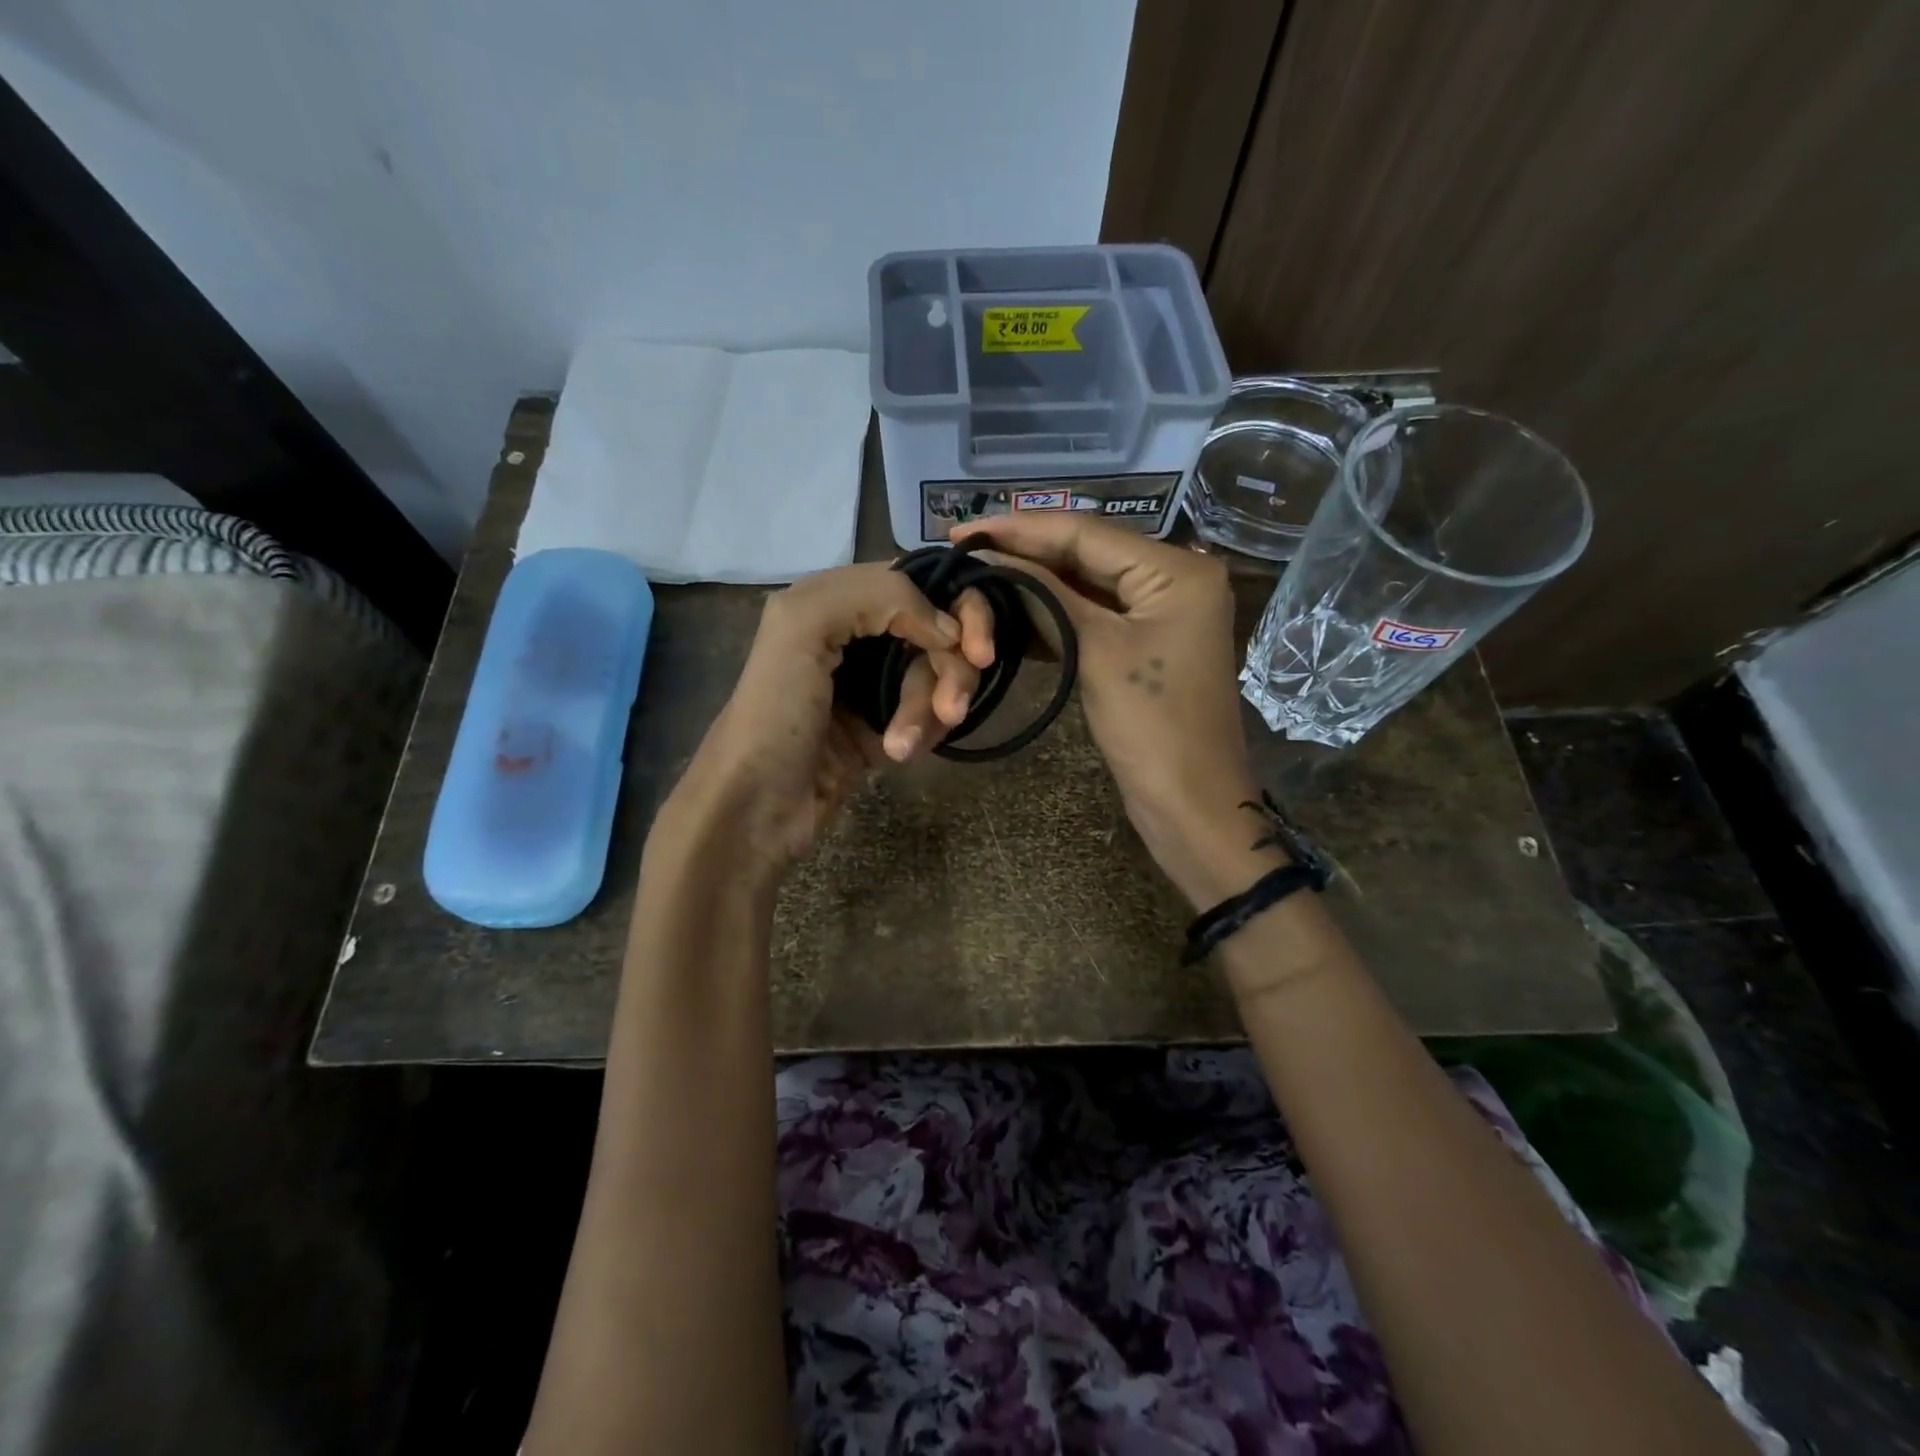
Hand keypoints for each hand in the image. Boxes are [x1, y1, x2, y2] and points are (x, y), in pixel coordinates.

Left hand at [662, 563, 994, 875]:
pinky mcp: (886, 725)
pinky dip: (924, 730)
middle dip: (950, 671)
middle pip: (941, 632)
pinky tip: (898, 754)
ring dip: (929, 710)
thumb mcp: (803, 626)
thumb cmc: (774, 711)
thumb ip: (877, 595)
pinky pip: (930, 714)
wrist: (755, 805)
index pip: (921, 582)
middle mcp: (860, 633)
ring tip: (900, 747)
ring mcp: (875, 681)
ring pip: (938, 676)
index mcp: (837, 598)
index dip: (960, 610)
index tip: (975, 652)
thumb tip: (948, 627)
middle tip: (951, 710)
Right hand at [955, 515, 1280, 905]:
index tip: (962, 528)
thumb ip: (1046, 597)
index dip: (1020, 529)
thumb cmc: (1152, 727)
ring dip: (1034, 582)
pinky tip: (1009, 608)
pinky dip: (1052, 614)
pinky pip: (1092, 616)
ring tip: (977, 571)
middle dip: (1025, 551)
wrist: (1191, 804)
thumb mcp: (1096, 652)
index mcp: (1177, 569)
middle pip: (1087, 554)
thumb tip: (991, 559)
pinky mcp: (1144, 645)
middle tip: (963, 547)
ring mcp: (1160, 613)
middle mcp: (1174, 578)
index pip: (1087, 533)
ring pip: (1086, 585)